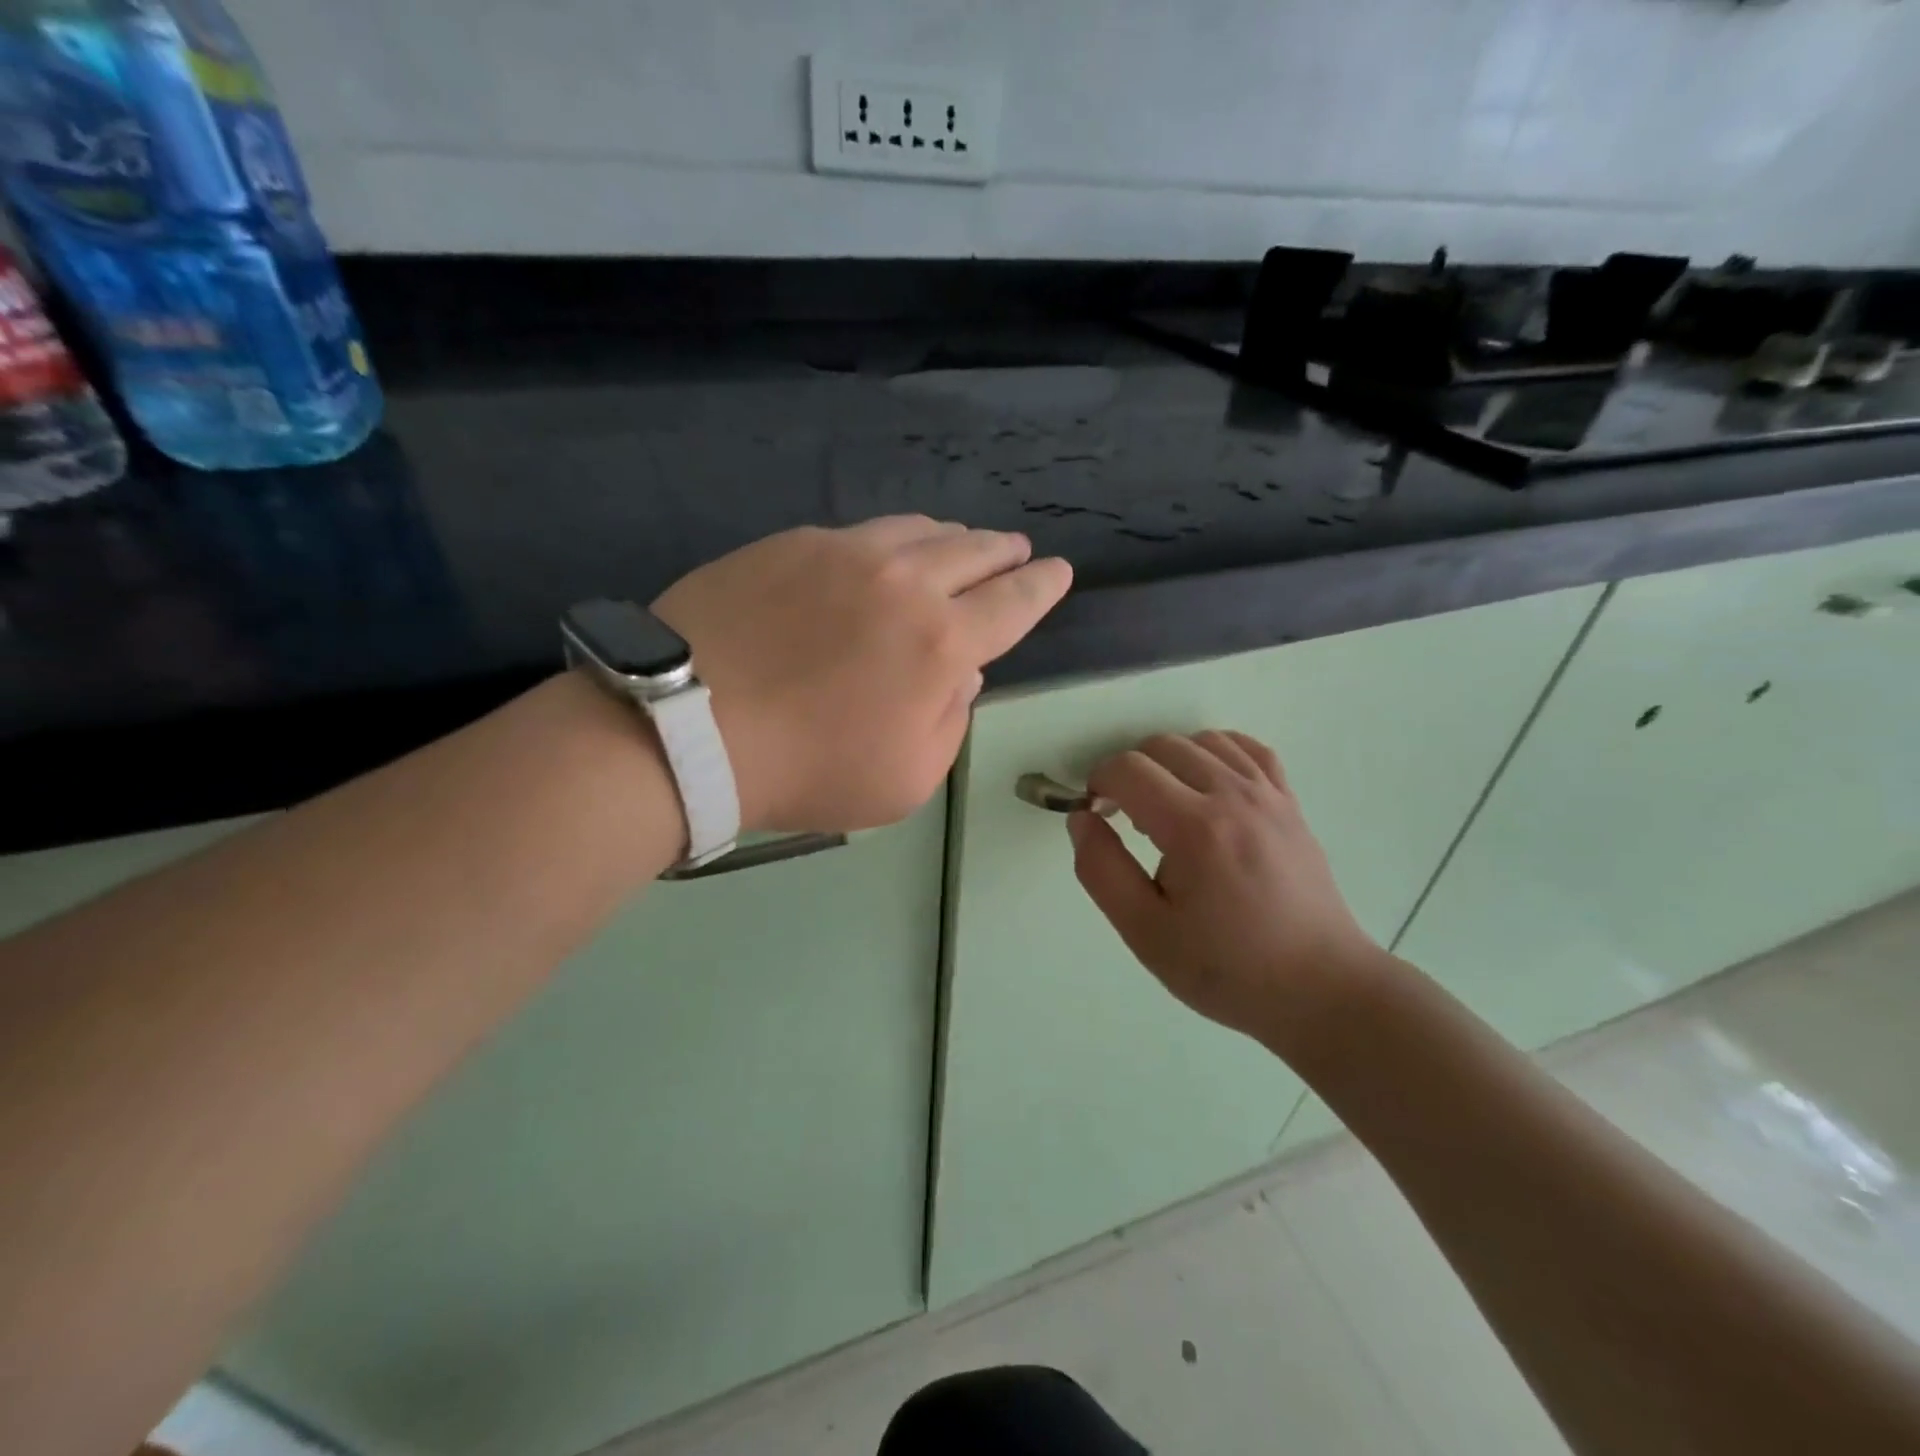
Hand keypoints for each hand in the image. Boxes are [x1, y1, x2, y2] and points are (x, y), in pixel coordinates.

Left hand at [654, 517, 1071, 833]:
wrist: (688, 725)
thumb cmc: (807, 769)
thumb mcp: (905, 779)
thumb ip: (950, 721)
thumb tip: (962, 673)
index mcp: (941, 643)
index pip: (1013, 603)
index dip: (1042, 586)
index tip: (1056, 571)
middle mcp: (906, 582)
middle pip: (974, 552)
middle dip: (1005, 552)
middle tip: (1016, 551)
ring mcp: (846, 552)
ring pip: (920, 531)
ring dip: (953, 538)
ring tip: (960, 545)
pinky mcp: (794, 542)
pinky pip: (862, 531)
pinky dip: (892, 540)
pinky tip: (885, 552)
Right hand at [1067, 731, 1383, 1048]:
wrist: (1320, 988)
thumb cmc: (1226, 968)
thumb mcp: (1145, 932)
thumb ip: (1101, 870)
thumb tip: (1082, 818)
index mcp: (1194, 828)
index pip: (1128, 769)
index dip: (1098, 783)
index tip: (1096, 815)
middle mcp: (1233, 796)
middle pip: (1163, 746)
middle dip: (1130, 771)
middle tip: (1126, 818)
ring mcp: (1269, 795)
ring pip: (1204, 740)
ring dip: (1171, 761)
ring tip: (1167, 806)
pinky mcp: (1290, 804)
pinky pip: (1250, 749)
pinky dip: (1218, 752)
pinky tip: (1209, 784)